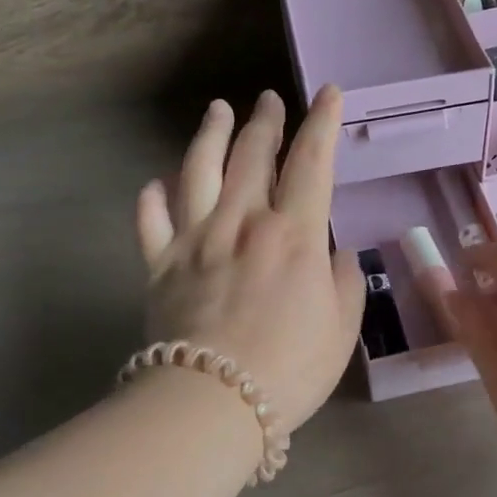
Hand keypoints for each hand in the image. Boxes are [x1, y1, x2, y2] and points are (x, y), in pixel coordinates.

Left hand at [135, 86, 365, 434]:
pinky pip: (151, 222)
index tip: (328, 93)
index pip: (311, 162)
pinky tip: (156, 184)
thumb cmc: (289, 368)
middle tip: (268, 99)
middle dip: (265, 121)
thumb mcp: (341, 328)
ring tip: (217, 110)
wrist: (212, 403)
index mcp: (292, 234)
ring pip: (199, 171)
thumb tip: (336, 254)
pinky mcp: (159, 266)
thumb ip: (344, 283)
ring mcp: (195, 240)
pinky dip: (152, 199)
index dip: (322, 123)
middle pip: (252, 156)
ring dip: (210, 136)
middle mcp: (242, 222)